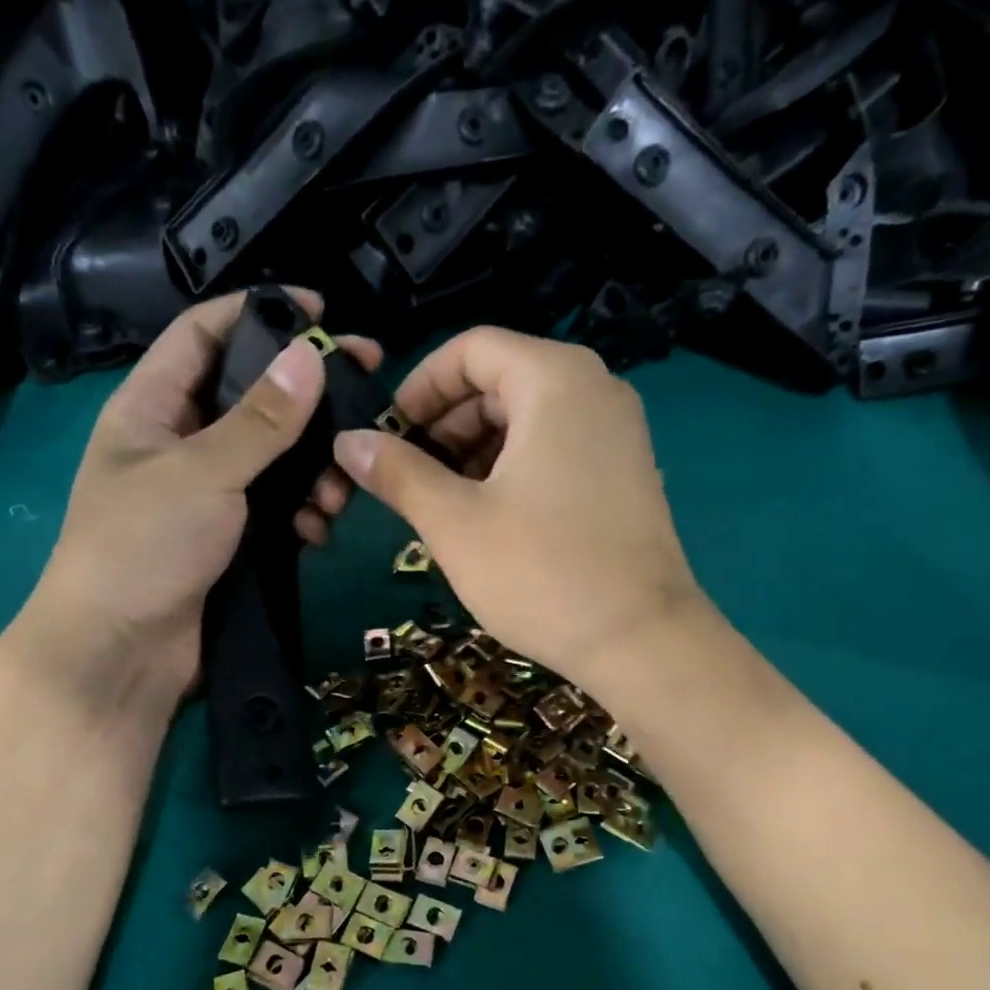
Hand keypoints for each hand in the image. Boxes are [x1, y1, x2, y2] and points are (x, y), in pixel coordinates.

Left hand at [13, 290, 378, 708]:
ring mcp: (209, 495)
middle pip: (253, 399)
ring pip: (275, 460)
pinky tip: (318, 530)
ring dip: (314, 468)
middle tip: (369, 391)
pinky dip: (303, 513)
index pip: (205, 334)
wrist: (123, 653)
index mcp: (152, 407)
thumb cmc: (144, 546)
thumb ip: (259, 420)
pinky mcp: (232, 539)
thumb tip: (311, 357)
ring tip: (340, 489)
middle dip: (309, 398)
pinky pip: (278, 509)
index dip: (259, 312)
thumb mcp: (202, 473)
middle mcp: (181, 443)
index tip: (322, 312)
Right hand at [332, 327, 708, 687]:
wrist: (641, 640)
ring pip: (529, 419)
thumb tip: (348, 442)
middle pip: (501, 381)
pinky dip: (515, 468)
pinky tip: (490, 518)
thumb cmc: (541, 572)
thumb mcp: (454, 521)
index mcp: (555, 379)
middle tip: (410, 477)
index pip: (471, 349)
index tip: (388, 435)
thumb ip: (397, 473)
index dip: (420, 386)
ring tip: (443, 505)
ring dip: (476, 451)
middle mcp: (596, 389)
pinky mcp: (627, 474)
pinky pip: (558, 449)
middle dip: (446, 424)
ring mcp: (619, 433)